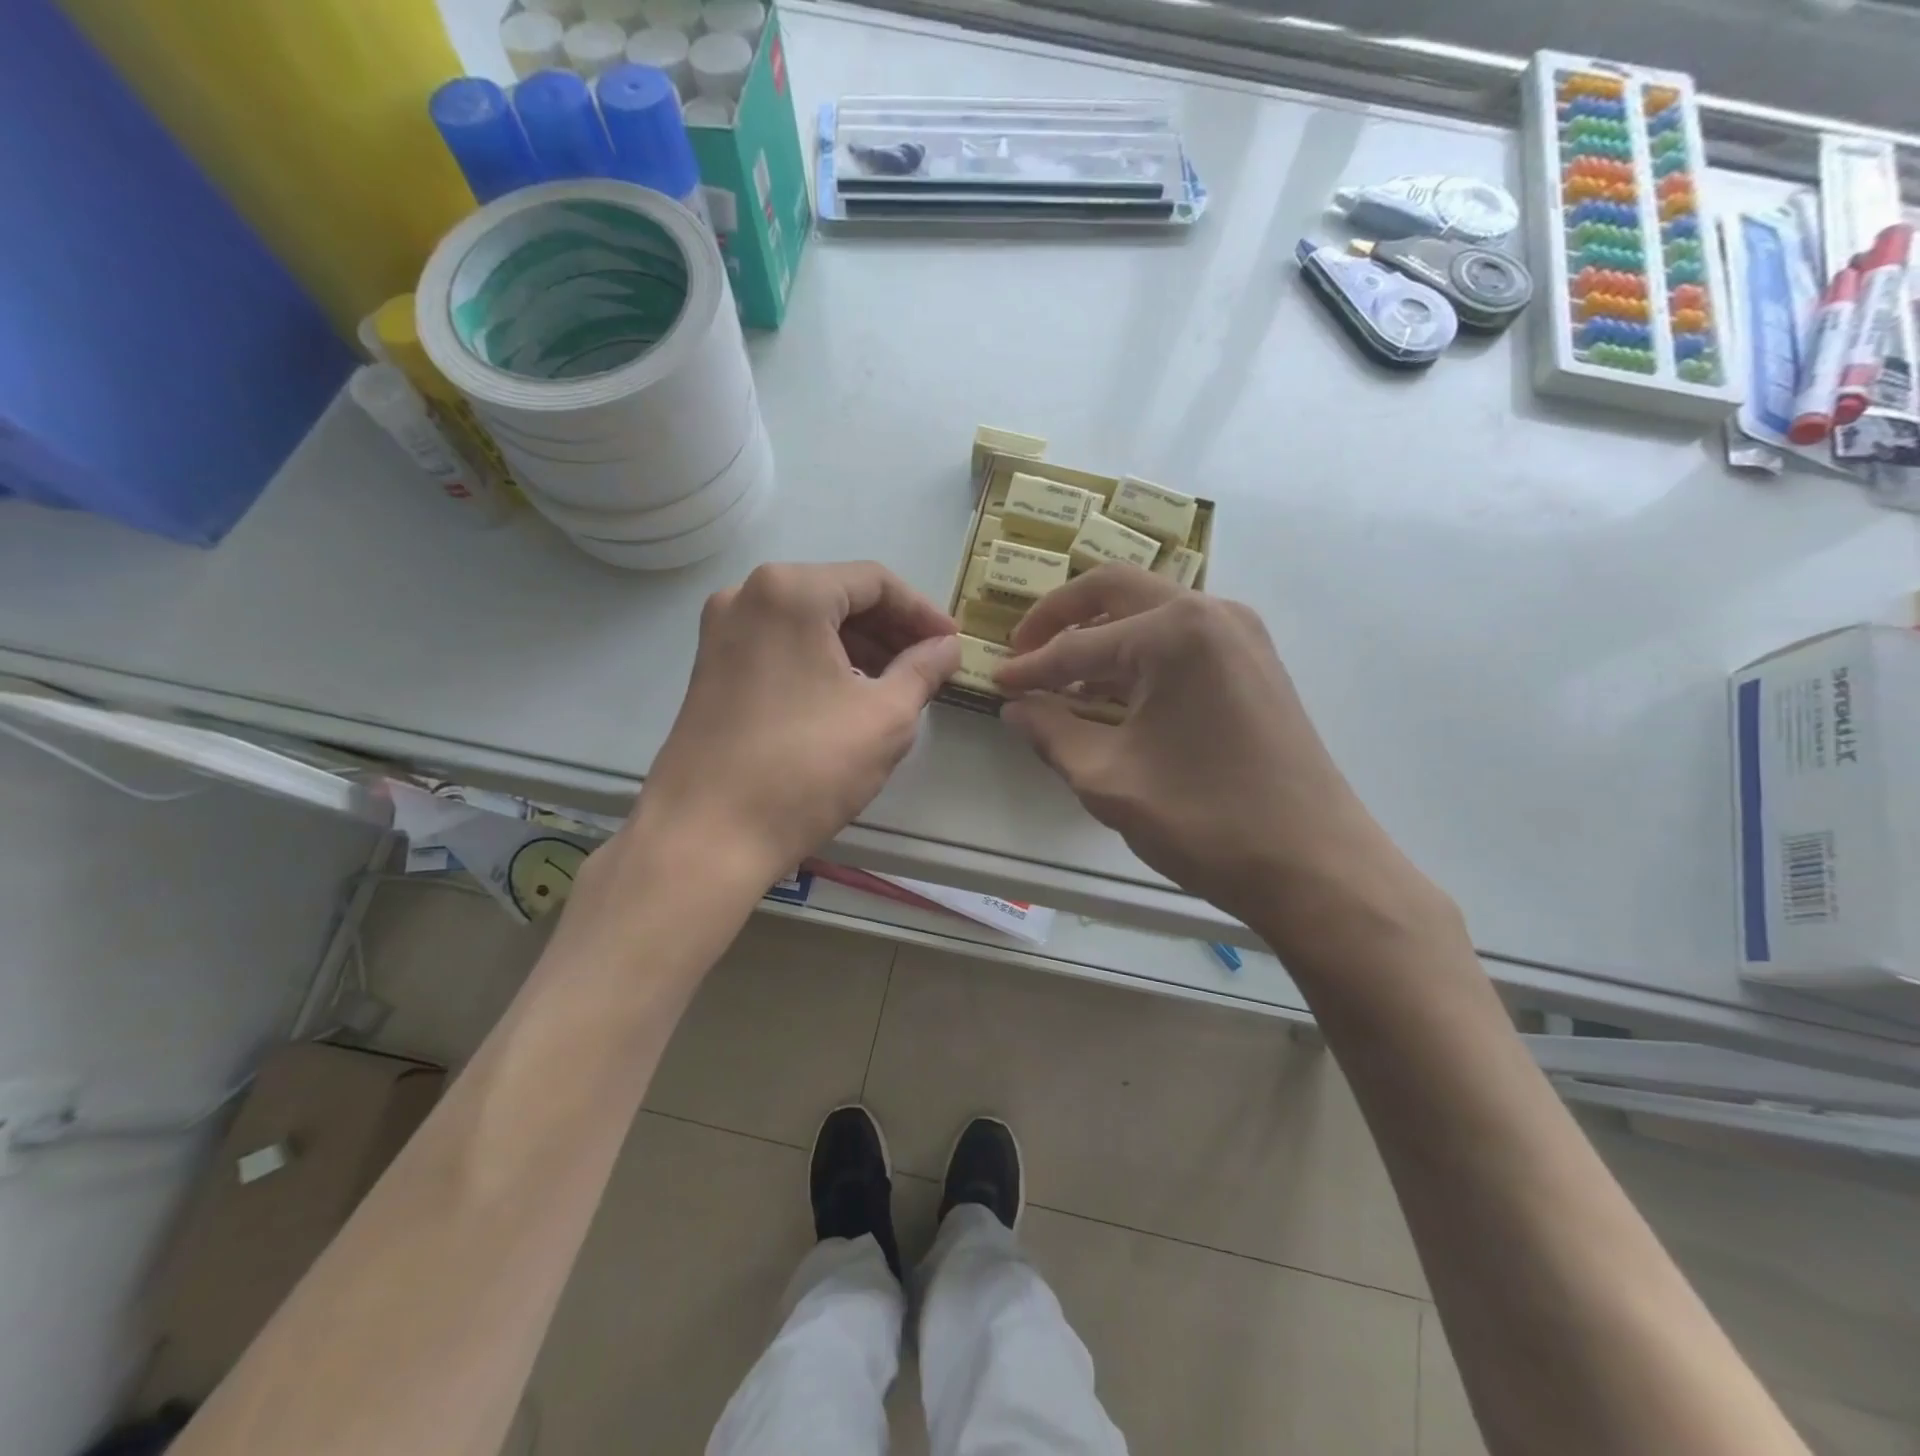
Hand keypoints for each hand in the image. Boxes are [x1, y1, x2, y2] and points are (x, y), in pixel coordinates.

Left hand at [631, 561, 959, 880]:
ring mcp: (722, 633)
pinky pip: (781, 647)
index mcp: (791, 592)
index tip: (952, 645)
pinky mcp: (712, 669)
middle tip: (930, 667)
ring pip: (808, 623)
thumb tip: (947, 647)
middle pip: (838, 596)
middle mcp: (746, 596)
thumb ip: (924, 670)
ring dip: (859, 647)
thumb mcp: (885, 718)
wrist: (706, 836)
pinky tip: (849, 698)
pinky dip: (822, 662)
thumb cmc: (805, 768)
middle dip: (891, 630)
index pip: (875, 581)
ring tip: (898, 686)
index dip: (923, 612)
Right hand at [994, 566, 1441, 947]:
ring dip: (1101, 637)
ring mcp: (1241, 635)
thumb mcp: (1109, 778)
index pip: (1078, 644)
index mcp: (1175, 631)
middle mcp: (1211, 613)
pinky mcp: (1255, 664)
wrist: (1315, 865)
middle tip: (1023, 649)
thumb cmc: (1206, 820)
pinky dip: (1139, 657)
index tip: (994, 682)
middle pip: (1116, 592)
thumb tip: (1016, 707)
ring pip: (1151, 613)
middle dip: (1061, 618)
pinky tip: (1114, 694)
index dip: (1030, 668)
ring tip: (1062, 680)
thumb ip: (1051, 733)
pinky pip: (1181, 641)